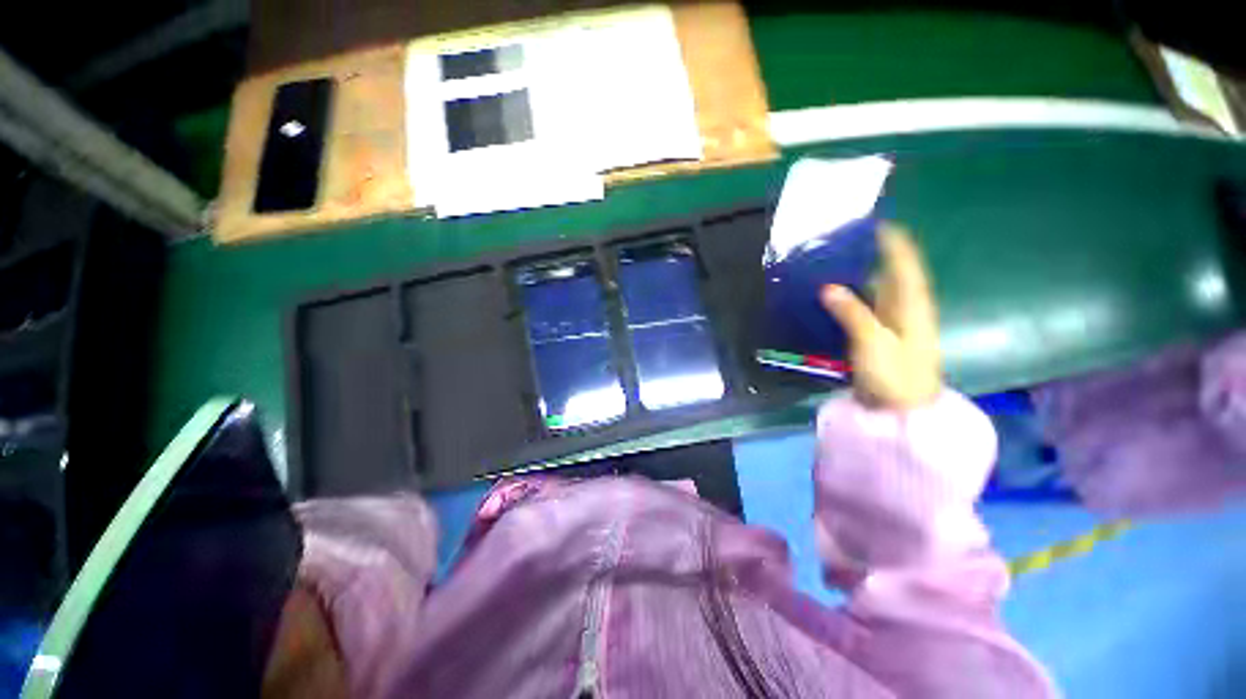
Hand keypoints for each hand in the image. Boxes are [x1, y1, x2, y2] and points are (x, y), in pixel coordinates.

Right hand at [820, 223, 941, 408]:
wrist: (901, 412)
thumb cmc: (895, 375)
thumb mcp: (873, 342)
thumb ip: (852, 313)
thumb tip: (827, 286)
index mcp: (912, 307)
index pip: (906, 266)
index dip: (895, 244)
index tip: (878, 224)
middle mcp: (905, 311)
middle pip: (892, 275)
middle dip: (874, 256)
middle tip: (846, 243)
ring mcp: (892, 326)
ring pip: (877, 292)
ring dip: (860, 277)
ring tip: (835, 264)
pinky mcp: (878, 339)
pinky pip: (864, 309)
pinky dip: (851, 299)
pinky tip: (833, 296)